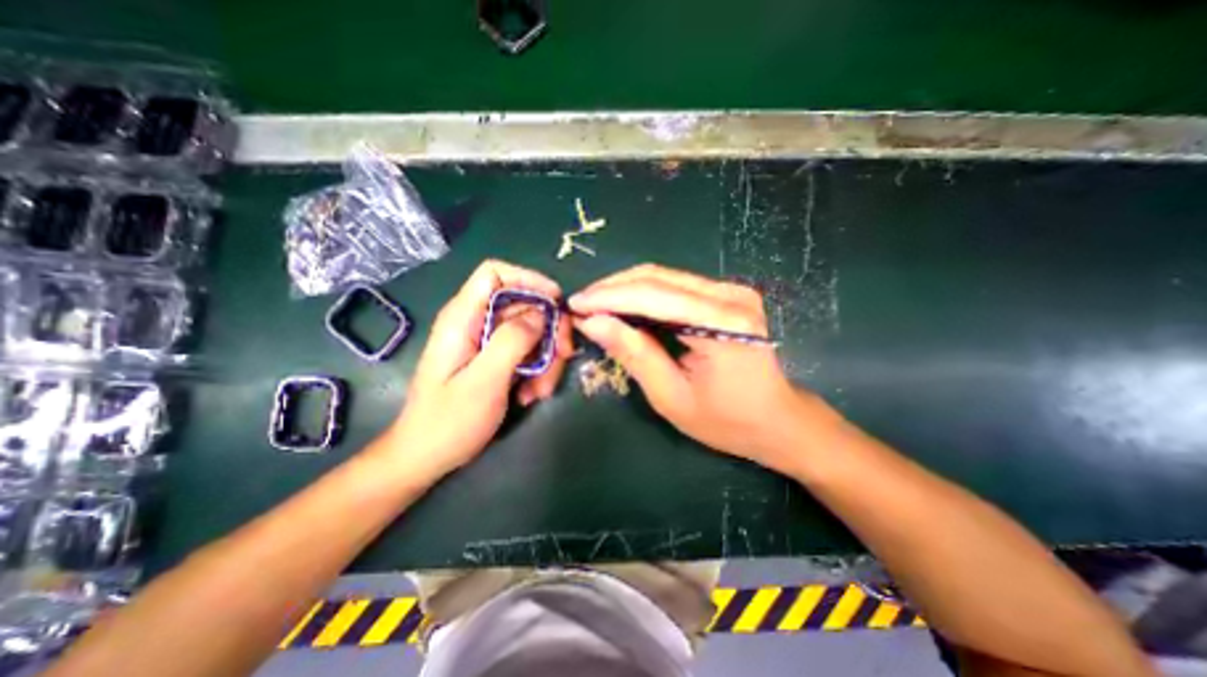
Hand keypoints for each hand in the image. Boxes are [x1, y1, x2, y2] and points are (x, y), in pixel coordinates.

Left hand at [372, 260, 571, 481]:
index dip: (528, 279)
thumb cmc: (448, 421)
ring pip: (532, 331)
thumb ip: (511, 341)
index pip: (495, 273)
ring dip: (547, 358)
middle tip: (564, 355)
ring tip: (540, 391)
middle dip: (549, 329)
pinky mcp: (496, 360)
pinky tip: (531, 395)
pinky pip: (528, 352)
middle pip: (524, 305)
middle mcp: (476, 323)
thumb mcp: (483, 381)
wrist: (426, 458)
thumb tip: (541, 314)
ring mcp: (488, 343)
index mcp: (463, 318)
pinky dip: (538, 370)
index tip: (555, 301)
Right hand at [572, 263, 819, 472]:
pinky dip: (645, 295)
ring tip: (596, 307)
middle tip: (582, 305)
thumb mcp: (671, 396)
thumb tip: (592, 322)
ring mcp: (731, 291)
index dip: (609, 297)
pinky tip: (625, 308)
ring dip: (626, 289)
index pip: (653, 295)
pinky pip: (676, 286)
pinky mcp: (726, 296)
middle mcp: (730, 296)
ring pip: (664, 277)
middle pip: (658, 277)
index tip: (575, 305)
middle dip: (613, 288)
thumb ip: (633, 353)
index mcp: (722, 323)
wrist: (777, 421)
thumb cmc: (726, 421)